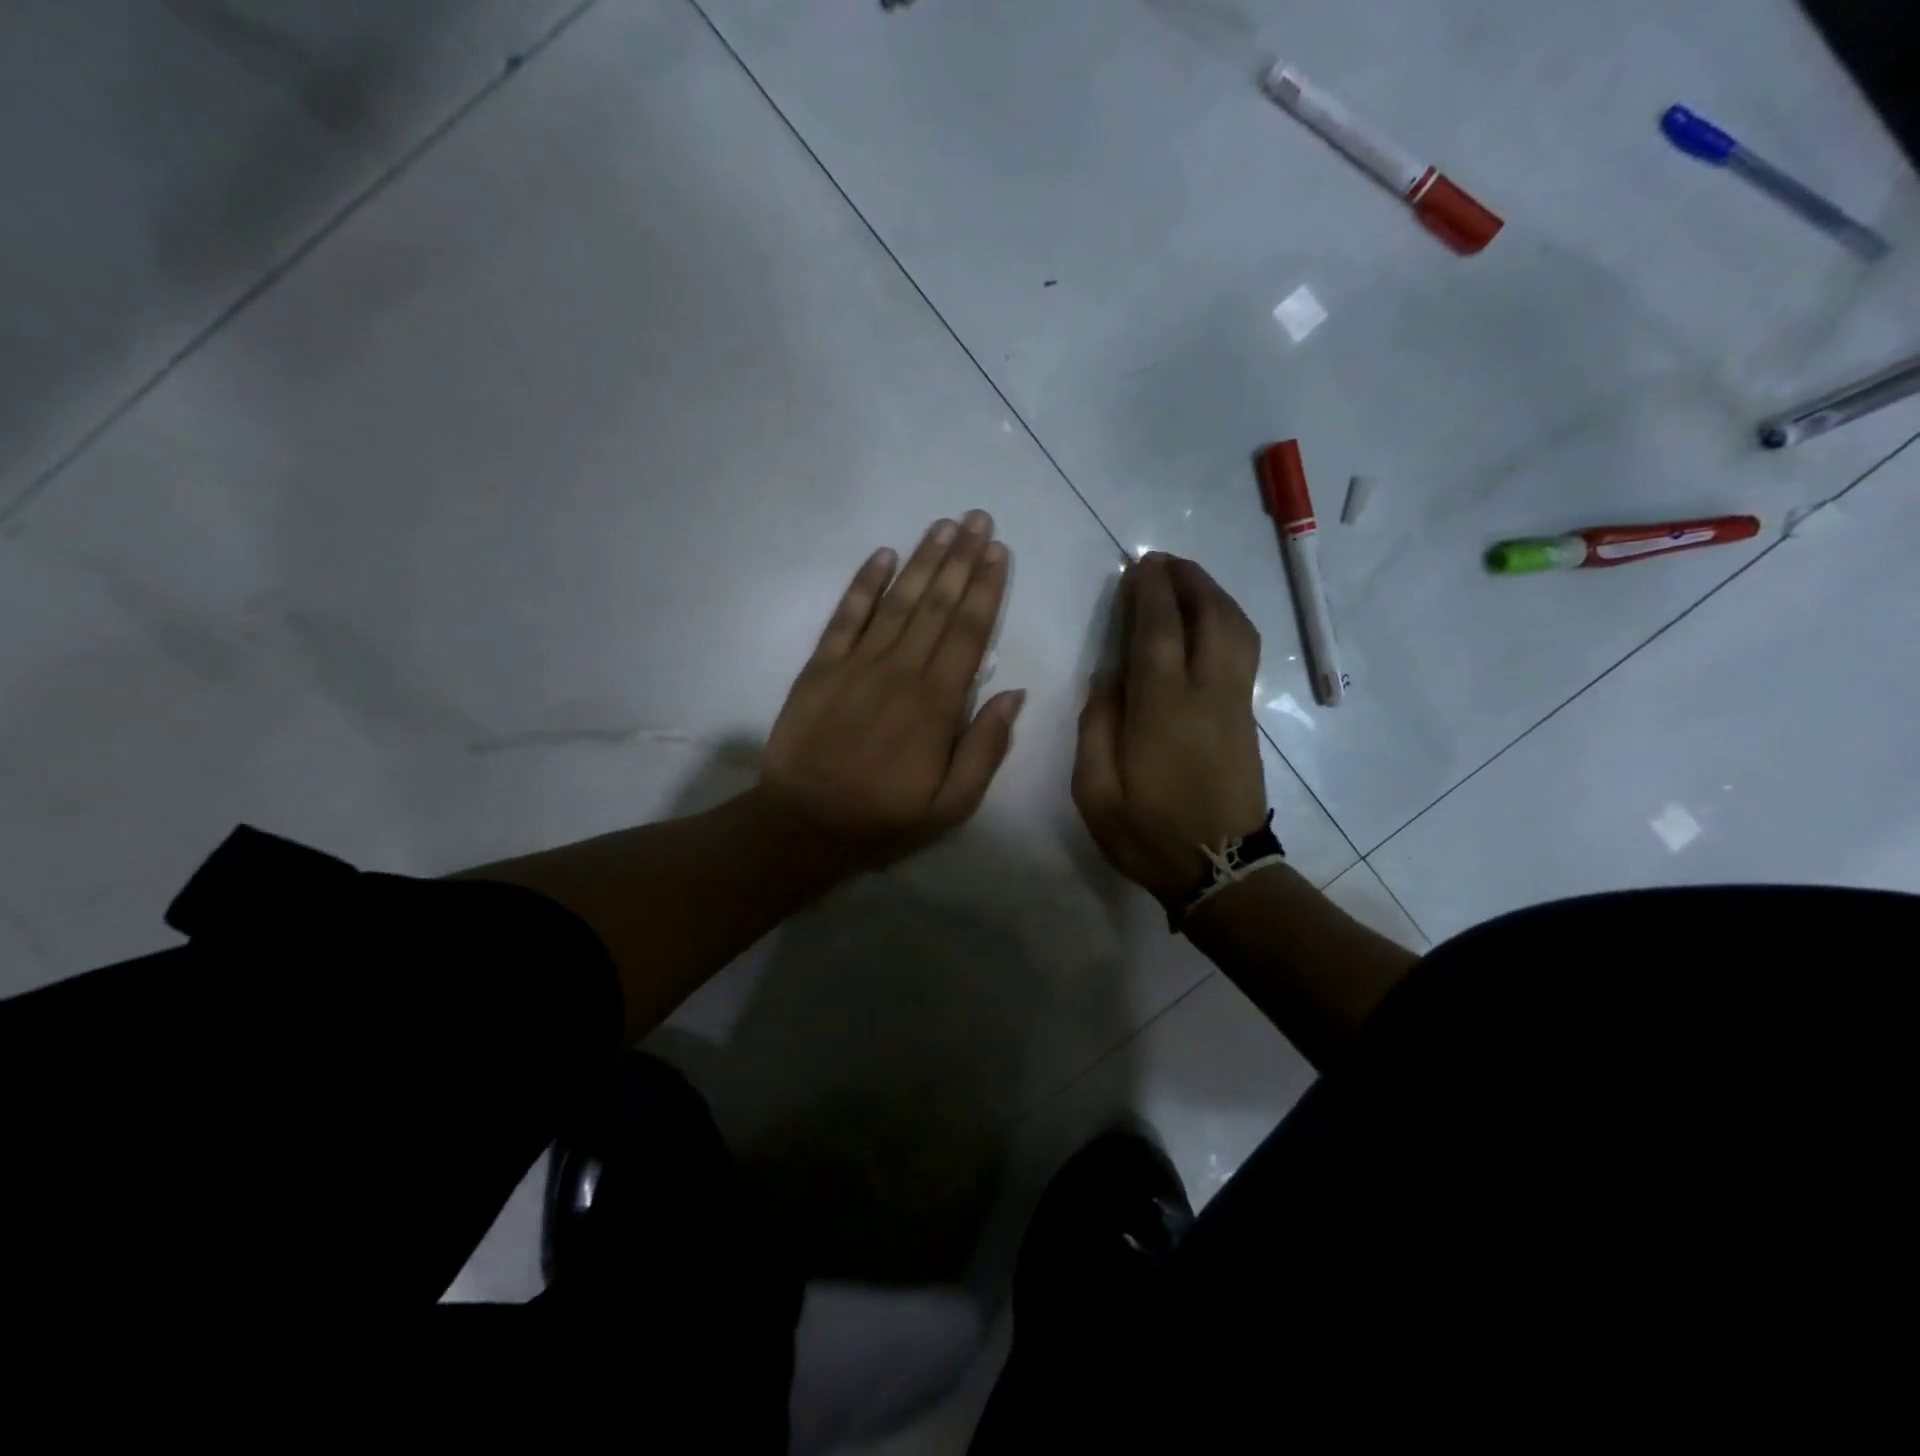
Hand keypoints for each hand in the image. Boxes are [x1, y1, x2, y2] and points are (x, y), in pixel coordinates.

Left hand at [762, 511, 1025, 868]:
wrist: (806, 820)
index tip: (999, 552)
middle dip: (962, 559)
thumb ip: (987, 747)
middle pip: (937, 605)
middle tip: (978, 519)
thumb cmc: (884, 814)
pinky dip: (863, 583)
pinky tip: (881, 554)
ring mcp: (858, 663)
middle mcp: (901, 670)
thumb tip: (1015, 694)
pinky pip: (846, 615)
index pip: (969, 632)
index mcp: (938, 702)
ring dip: (922, 560)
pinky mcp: (821, 665)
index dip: (987, 589)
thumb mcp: (952, 803)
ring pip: (898, 600)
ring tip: (943, 526)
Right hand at [1073, 553, 1268, 907]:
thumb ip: (1096, 726)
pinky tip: (1207, 620)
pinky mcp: (1247, 717)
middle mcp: (1206, 694)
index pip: (1158, 631)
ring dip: (1213, 595)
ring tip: (1185, 581)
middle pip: (1210, 616)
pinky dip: (1226, 620)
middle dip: (1188, 580)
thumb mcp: (1095, 791)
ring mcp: (1234, 704)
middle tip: (1162, 562)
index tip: (1138, 565)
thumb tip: (1109, 677)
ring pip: (1237, 629)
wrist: (1219, 870)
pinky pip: (1243, 650)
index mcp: (1163, 710)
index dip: (1149, 592)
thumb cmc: (1148, 834)